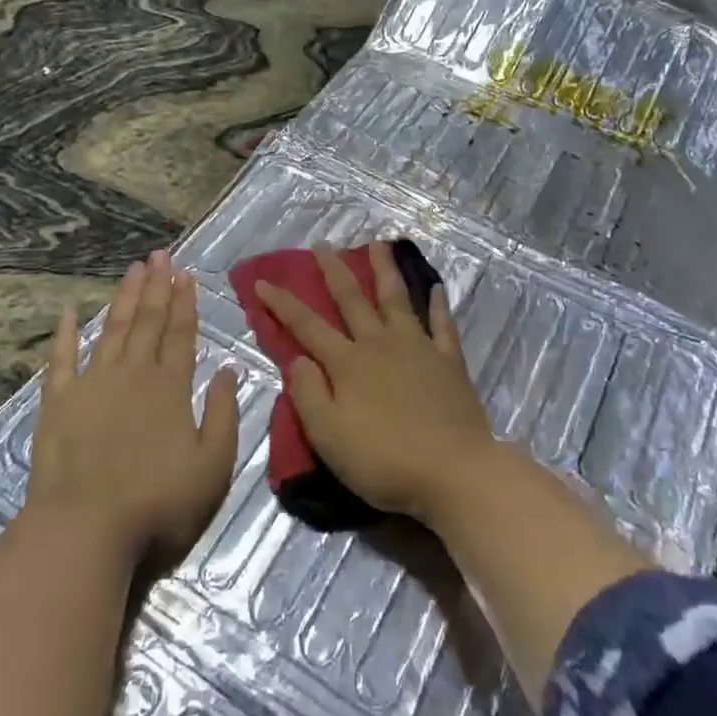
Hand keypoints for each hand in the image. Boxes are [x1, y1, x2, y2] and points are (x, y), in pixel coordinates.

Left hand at [29, 250, 240, 568]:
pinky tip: (69, 312)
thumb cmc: (159, 502)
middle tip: (160, 255)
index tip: (186, 274)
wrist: (86, 529)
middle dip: (157, 287)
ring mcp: (92, 384)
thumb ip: (224, 413)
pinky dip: (66, 334)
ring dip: (124, 298)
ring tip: (133, 269)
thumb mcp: (213, 465)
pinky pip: (62, 359)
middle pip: (148, 322)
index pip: (181, 334)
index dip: (185, 303)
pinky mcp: (58, 403)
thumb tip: (230, 369)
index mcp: (171, 387)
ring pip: (112, 330)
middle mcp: (133, 374)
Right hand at [255, 242, 493, 523]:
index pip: (307, 326)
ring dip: (385, 270)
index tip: (262, 282)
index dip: (282, 304)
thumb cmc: (384, 460)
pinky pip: (442, 325)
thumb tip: (299, 358)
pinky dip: (438, 305)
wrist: (454, 471)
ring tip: (380, 244)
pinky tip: (437, 287)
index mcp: (347, 363)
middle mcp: (380, 344)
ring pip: (397, 299)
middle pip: (352, 300)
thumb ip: (308, 394)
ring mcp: (418, 348)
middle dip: (333, 271)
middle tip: (323, 244)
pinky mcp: (448, 362)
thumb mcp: (329, 436)